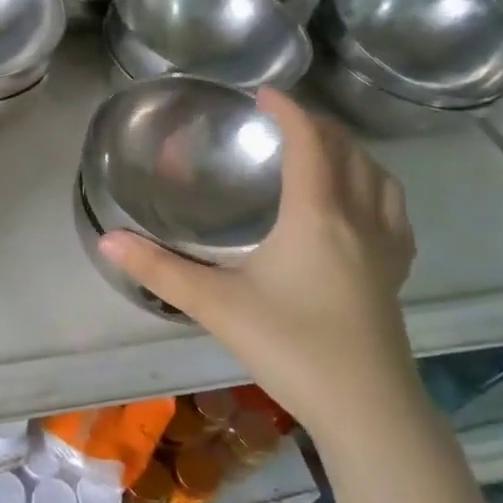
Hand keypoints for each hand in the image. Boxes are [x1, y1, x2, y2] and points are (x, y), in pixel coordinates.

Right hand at [100, 89, 418, 444]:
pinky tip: (357, 208)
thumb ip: (158, 269)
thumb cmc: (290, 346)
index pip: (310, 143)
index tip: (264, 93)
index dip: (289, 110)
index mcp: (316, 216)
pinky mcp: (396, 275)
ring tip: (322, 154)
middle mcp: (359, 220)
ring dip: (351, 153)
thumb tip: (106, 239)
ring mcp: (386, 248)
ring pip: (379, 179)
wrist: (367, 409)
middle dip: (318, 127)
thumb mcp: (215, 305)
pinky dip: (374, 188)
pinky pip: (392, 211)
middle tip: (283, 123)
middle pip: (348, 153)